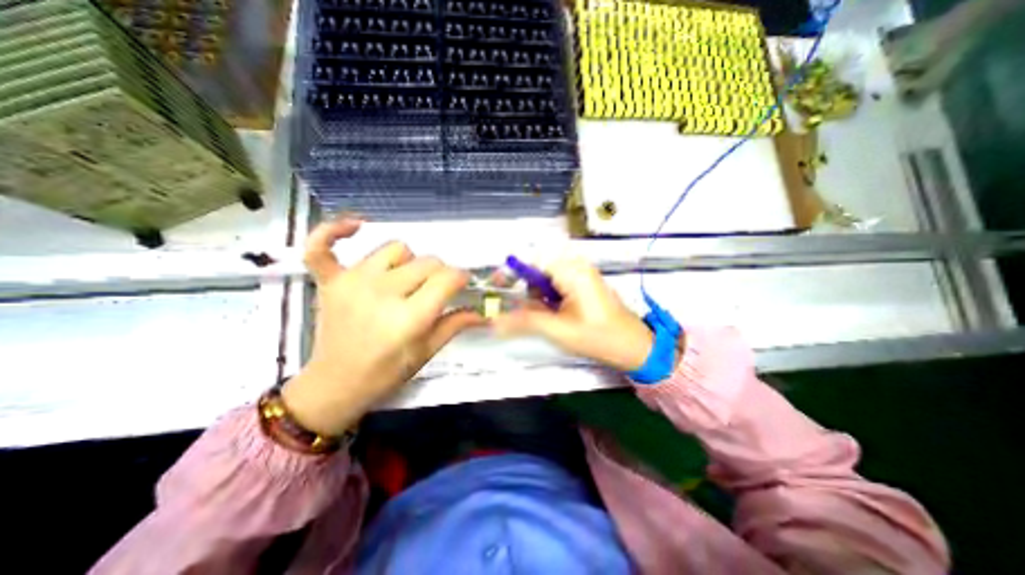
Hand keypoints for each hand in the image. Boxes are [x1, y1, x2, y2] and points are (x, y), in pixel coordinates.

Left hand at [280, 219, 484, 434]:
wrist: (336, 384)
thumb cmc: (387, 373)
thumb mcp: (427, 351)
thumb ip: (456, 324)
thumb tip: (484, 312)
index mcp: (409, 317)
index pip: (448, 278)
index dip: (461, 278)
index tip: (462, 285)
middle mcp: (382, 292)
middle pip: (428, 261)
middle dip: (440, 274)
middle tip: (434, 291)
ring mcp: (353, 282)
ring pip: (396, 248)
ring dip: (409, 261)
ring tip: (405, 280)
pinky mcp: (330, 280)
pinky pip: (323, 244)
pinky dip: (335, 231)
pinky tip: (356, 226)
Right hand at [493, 256, 650, 372]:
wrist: (633, 347)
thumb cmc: (598, 337)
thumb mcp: (558, 330)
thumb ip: (524, 321)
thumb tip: (494, 322)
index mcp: (571, 270)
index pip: (532, 261)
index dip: (512, 273)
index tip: (498, 287)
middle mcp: (577, 266)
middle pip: (538, 270)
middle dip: (529, 291)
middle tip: (531, 313)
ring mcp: (582, 274)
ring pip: (547, 279)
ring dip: (540, 297)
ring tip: (549, 317)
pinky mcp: (584, 283)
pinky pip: (558, 284)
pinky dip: (550, 298)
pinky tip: (558, 314)